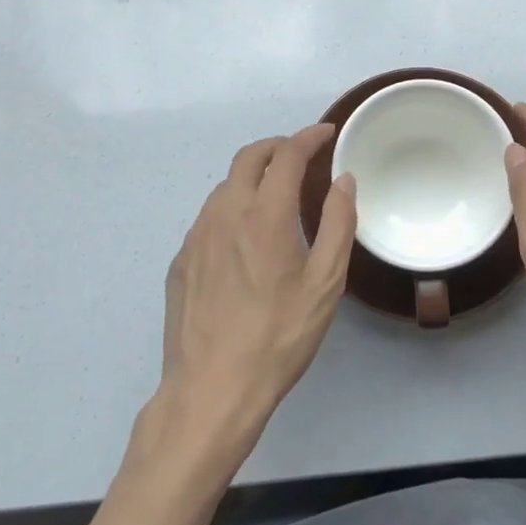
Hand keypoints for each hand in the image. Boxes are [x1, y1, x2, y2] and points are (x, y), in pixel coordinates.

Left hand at [158, 125, 356, 445]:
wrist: (211, 390)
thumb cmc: (278, 337)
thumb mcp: (325, 284)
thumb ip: (337, 224)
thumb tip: (344, 181)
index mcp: (264, 214)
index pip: (287, 154)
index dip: (309, 137)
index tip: (327, 134)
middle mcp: (225, 212)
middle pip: (249, 157)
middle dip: (278, 146)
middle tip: (302, 156)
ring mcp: (197, 236)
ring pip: (226, 185)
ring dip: (254, 177)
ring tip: (277, 197)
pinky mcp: (181, 260)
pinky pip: (210, 217)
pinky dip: (233, 208)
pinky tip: (245, 239)